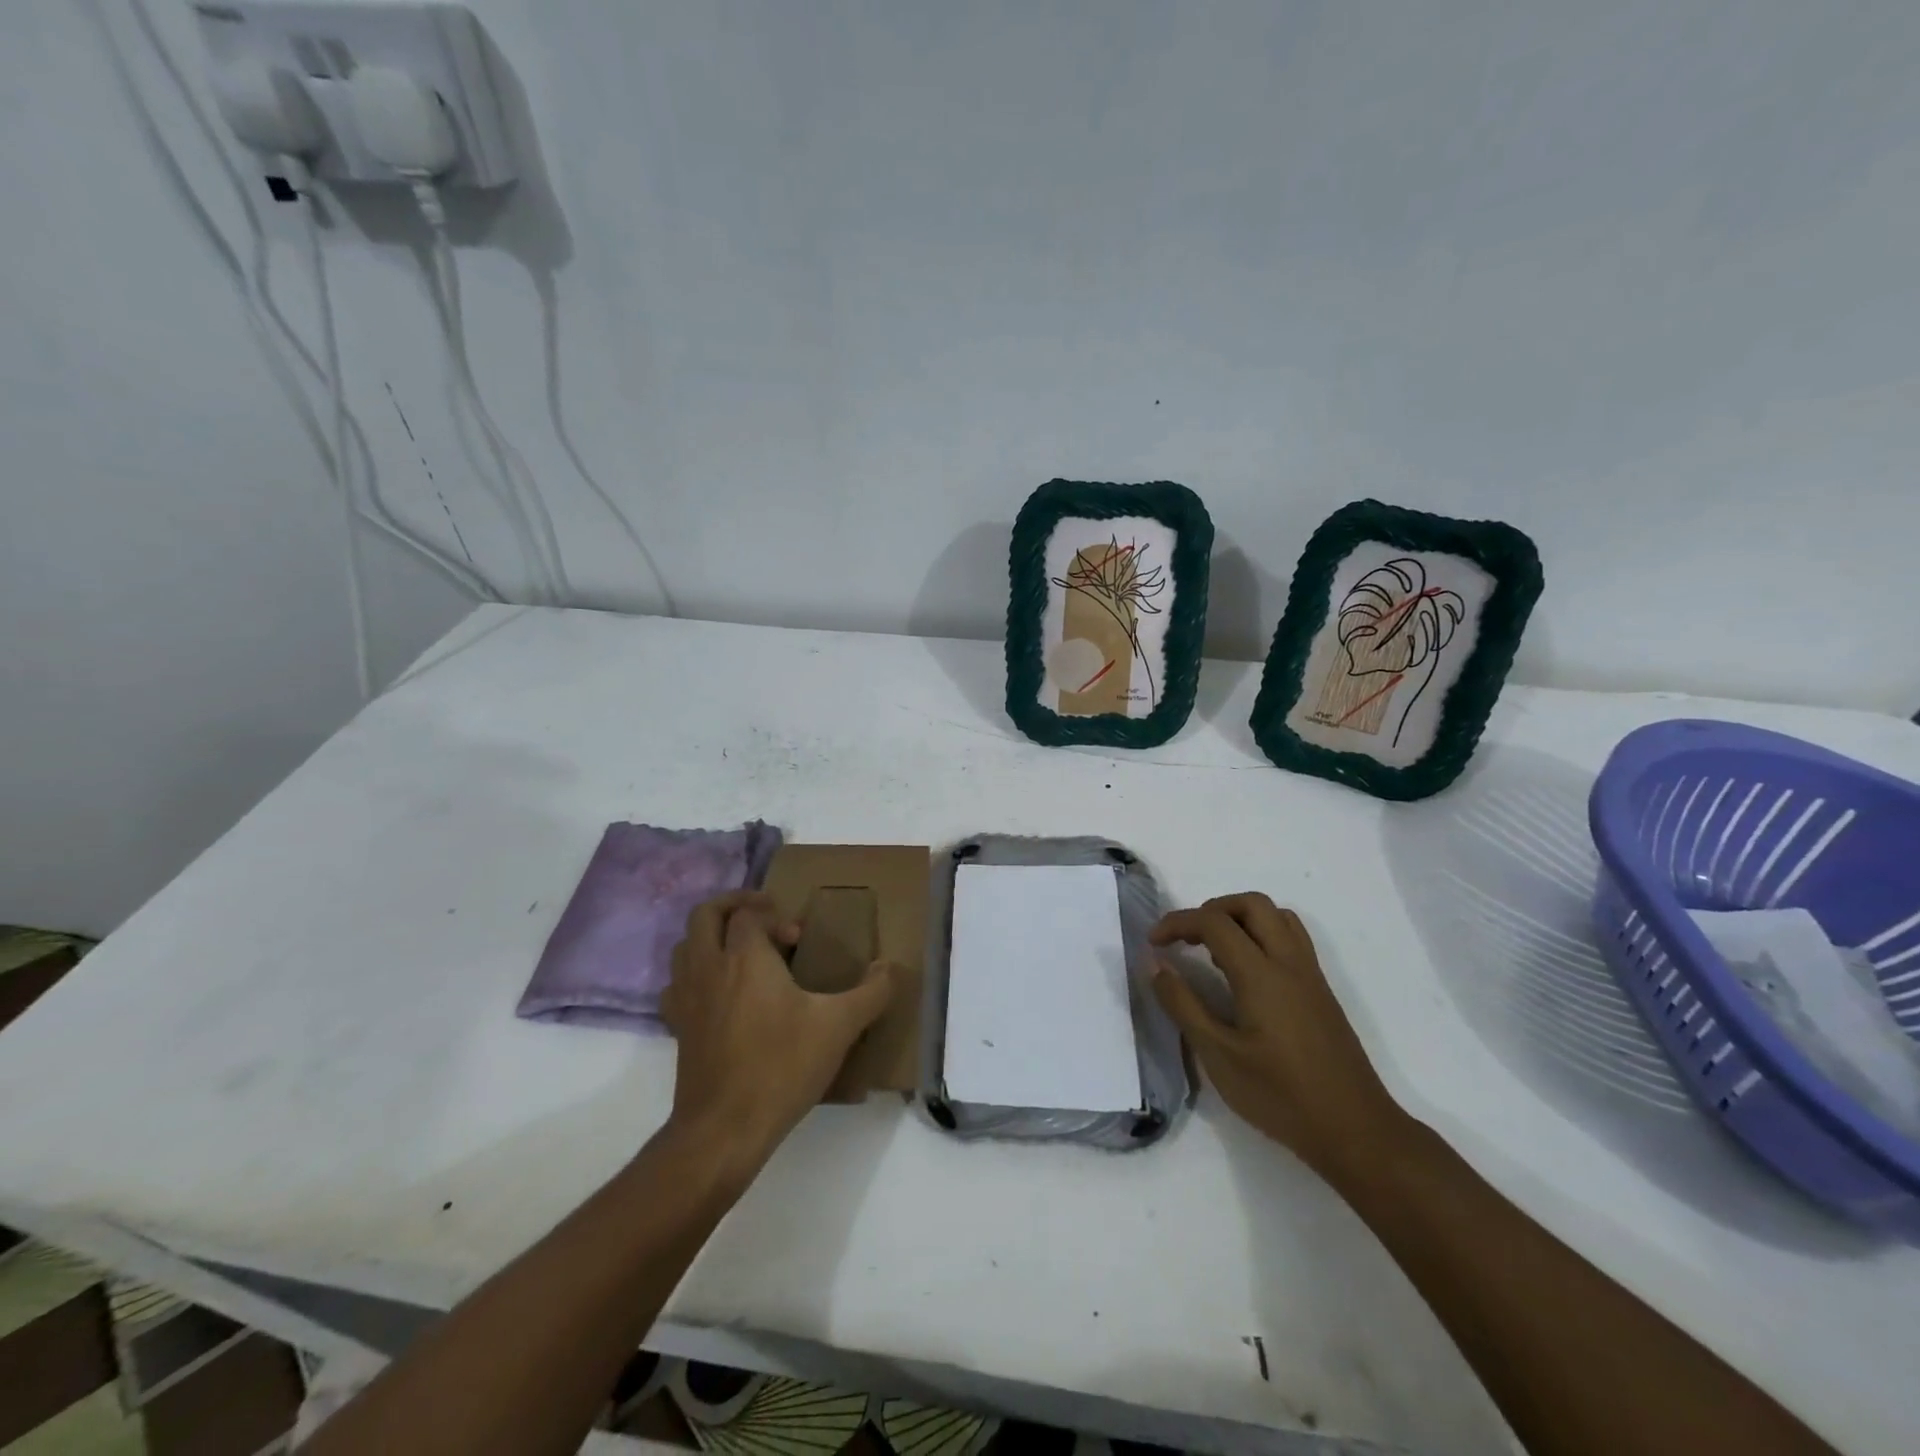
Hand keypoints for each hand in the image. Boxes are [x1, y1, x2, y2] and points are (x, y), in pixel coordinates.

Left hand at [661, 891, 894, 1167]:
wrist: (725, 1129)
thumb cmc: (782, 1066)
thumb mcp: (839, 1026)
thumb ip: (872, 992)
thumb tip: (890, 967)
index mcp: (745, 957)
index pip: (748, 913)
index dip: (774, 915)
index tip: (798, 939)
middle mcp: (709, 968)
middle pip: (705, 915)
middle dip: (733, 906)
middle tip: (763, 917)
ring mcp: (687, 998)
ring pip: (685, 946)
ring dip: (710, 937)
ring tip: (741, 952)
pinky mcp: (678, 1028)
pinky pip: (677, 984)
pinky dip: (694, 975)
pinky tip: (719, 994)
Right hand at [1151, 893, 1409, 1185]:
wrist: (1356, 1132)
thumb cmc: (1280, 1097)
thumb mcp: (1219, 1056)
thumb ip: (1183, 1005)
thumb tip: (1155, 964)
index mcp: (1261, 974)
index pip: (1214, 922)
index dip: (1177, 923)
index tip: (1153, 943)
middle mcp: (1289, 962)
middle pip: (1251, 904)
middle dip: (1212, 909)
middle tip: (1186, 939)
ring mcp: (1310, 975)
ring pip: (1276, 916)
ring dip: (1240, 918)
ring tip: (1213, 950)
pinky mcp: (1321, 992)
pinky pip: (1291, 939)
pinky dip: (1261, 935)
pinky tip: (1245, 973)